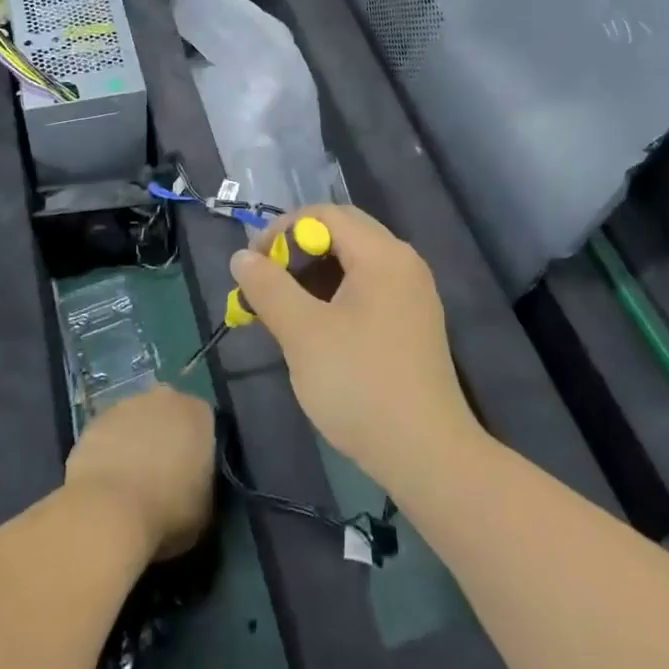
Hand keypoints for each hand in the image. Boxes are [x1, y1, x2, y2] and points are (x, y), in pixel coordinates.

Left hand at [64, 386, 214, 560]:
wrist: (108, 510)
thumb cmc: (167, 510)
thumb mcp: (205, 508)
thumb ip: (204, 484)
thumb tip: (194, 484)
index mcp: (199, 414)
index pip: (205, 425)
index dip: (198, 449)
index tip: (191, 474)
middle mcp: (167, 399)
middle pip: (170, 415)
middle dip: (166, 437)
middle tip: (161, 474)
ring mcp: (127, 405)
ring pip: (137, 420)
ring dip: (136, 441)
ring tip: (130, 481)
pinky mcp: (96, 420)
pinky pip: (110, 433)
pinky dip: (110, 450)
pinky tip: (107, 481)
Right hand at [229, 204, 480, 492]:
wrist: (426, 454)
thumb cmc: (360, 384)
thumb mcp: (303, 333)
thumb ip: (269, 287)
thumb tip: (242, 256)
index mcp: (383, 254)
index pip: (326, 214)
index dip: (282, 230)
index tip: (252, 264)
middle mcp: (403, 263)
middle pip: (343, 233)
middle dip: (297, 250)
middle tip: (263, 281)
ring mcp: (412, 294)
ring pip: (354, 263)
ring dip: (313, 274)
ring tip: (280, 307)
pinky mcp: (412, 323)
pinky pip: (368, 289)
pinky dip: (334, 295)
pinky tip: (313, 327)